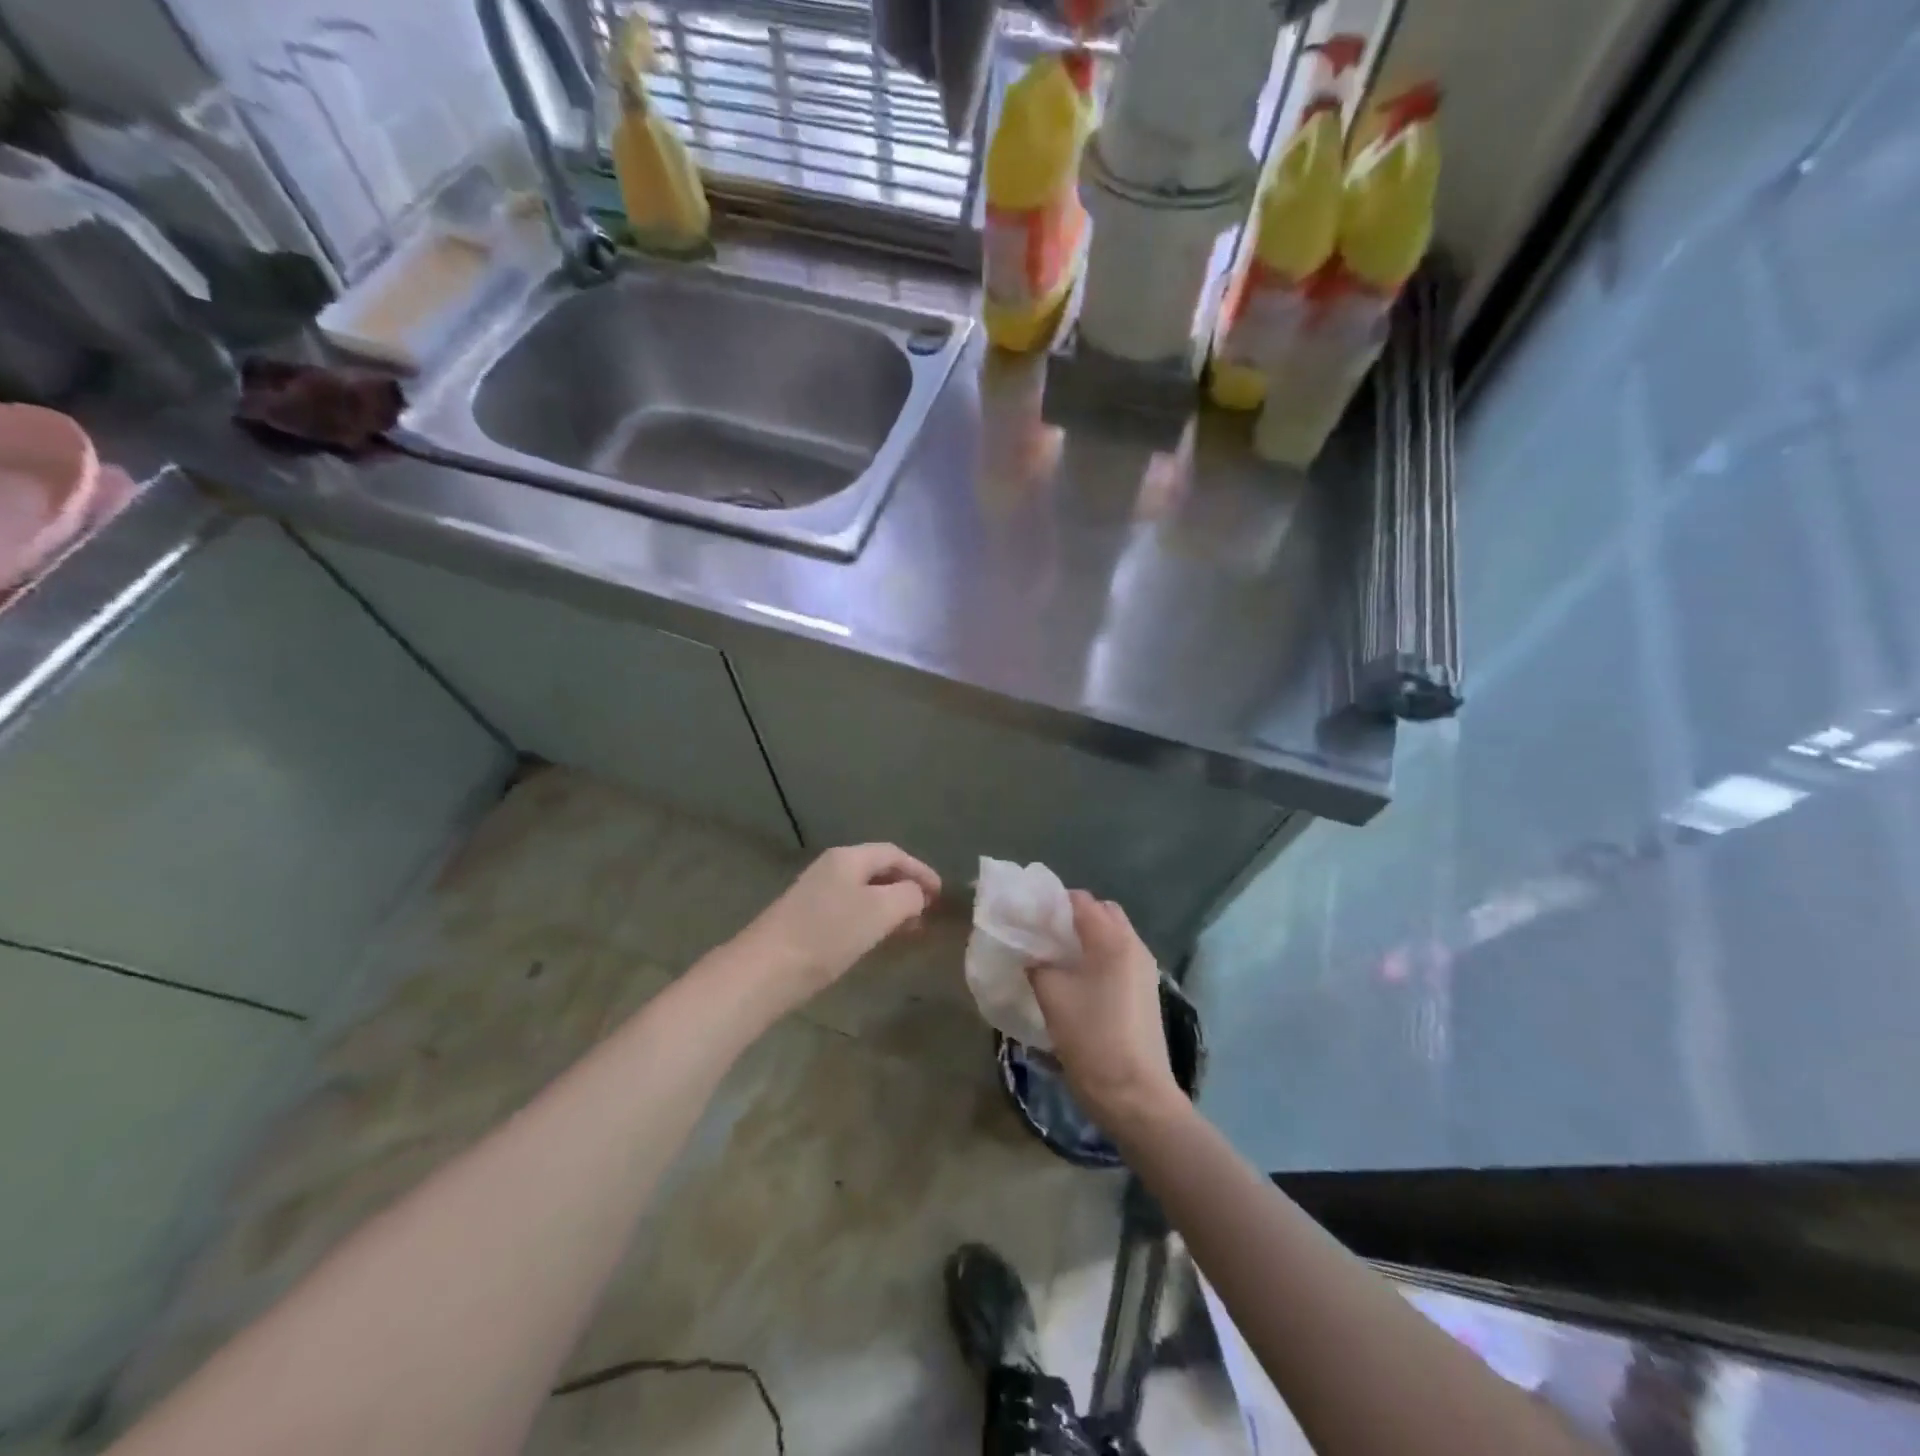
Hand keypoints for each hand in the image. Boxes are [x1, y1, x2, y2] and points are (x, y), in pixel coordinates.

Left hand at [729, 844, 940, 1014]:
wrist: (765, 970)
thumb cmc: (828, 935)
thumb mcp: (879, 911)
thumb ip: (908, 896)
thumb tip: (916, 893)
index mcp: (848, 858)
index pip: (893, 853)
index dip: (921, 870)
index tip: (941, 895)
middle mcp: (830, 868)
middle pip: (877, 870)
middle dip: (906, 889)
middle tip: (927, 913)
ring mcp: (815, 893)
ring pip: (863, 892)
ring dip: (889, 906)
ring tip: (908, 930)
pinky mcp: (805, 919)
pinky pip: (848, 909)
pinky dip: (870, 919)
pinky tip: (875, 940)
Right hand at [1029, 892, 1181, 1132]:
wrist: (1135, 1095)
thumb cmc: (1092, 1039)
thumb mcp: (1053, 997)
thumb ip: (1038, 965)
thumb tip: (1031, 954)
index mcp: (1112, 940)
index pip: (1080, 900)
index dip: (1052, 902)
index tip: (1027, 916)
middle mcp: (1134, 945)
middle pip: (1102, 912)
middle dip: (1072, 916)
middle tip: (1043, 934)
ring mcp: (1144, 969)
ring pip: (1113, 935)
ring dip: (1086, 937)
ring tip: (1056, 957)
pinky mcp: (1146, 991)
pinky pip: (1119, 957)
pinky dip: (1098, 956)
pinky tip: (1076, 979)